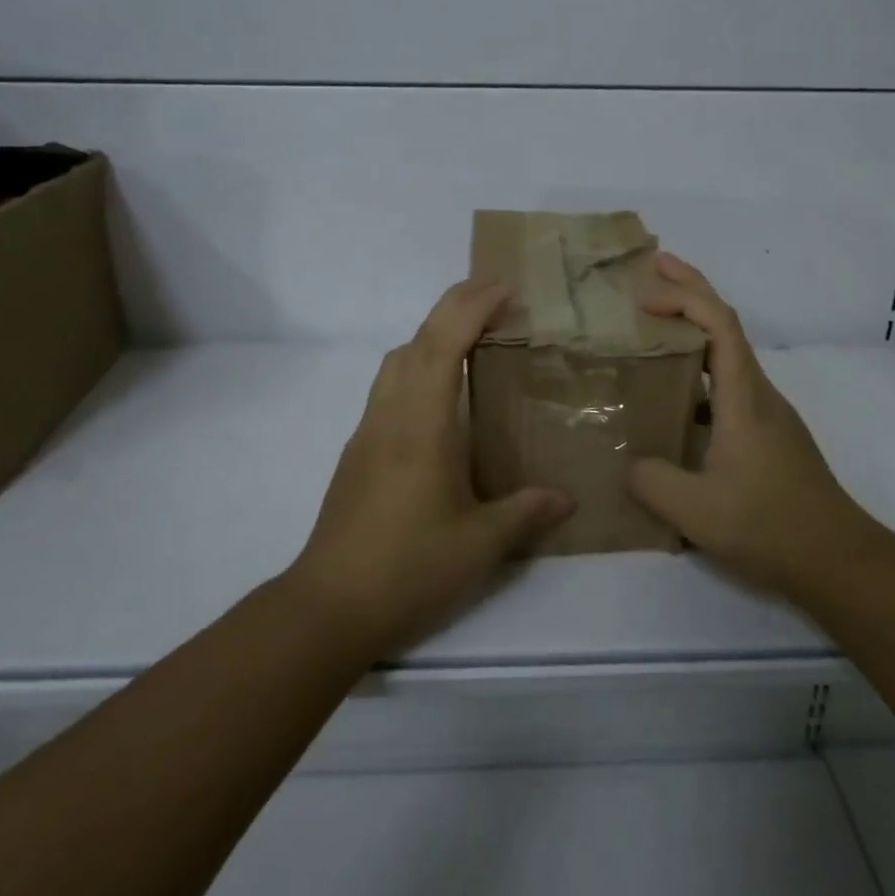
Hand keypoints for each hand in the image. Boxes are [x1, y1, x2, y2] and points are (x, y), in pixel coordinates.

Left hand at [288, 279, 574, 655]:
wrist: (328, 607)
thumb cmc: (408, 569)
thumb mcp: (479, 546)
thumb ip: (525, 513)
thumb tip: (566, 499)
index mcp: (421, 426)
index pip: (443, 344)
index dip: (472, 307)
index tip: (505, 288)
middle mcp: (390, 416)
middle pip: (416, 341)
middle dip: (453, 307)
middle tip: (495, 300)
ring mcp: (367, 433)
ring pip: (395, 362)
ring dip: (430, 337)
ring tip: (470, 343)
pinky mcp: (356, 454)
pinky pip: (388, 390)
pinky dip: (416, 369)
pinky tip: (438, 403)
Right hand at [628, 252, 875, 598]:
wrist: (839, 560)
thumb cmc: (771, 526)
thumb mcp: (696, 511)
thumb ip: (652, 481)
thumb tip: (630, 462)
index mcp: (744, 397)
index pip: (719, 323)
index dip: (685, 296)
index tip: (645, 293)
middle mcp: (758, 393)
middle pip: (726, 324)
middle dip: (691, 289)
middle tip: (652, 269)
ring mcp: (766, 413)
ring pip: (728, 354)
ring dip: (693, 329)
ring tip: (652, 328)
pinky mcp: (767, 434)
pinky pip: (727, 384)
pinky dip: (698, 370)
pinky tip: (673, 399)